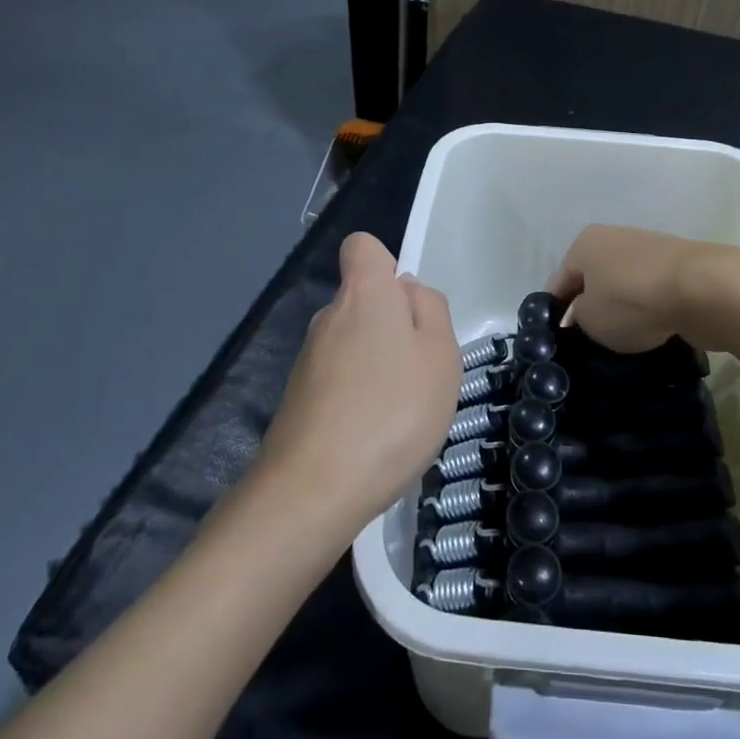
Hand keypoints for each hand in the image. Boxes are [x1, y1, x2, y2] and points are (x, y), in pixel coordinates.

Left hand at [260, 232, 460, 527]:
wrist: (315, 490)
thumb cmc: (393, 411)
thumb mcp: (441, 355)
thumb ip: (431, 310)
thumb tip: (408, 291)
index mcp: (363, 294)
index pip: (362, 247)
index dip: (388, 265)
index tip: (410, 305)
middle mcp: (328, 317)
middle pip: (363, 301)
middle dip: (393, 325)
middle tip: (422, 371)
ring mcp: (308, 360)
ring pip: (353, 344)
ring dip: (378, 366)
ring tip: (401, 411)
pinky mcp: (298, 400)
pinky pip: (339, 381)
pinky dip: (359, 397)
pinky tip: (375, 436)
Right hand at [549, 224, 739, 352]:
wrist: (703, 289)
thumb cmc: (632, 300)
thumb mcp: (590, 320)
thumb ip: (578, 318)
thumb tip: (584, 316)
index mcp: (585, 243)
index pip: (559, 282)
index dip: (555, 313)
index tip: (559, 342)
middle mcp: (614, 238)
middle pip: (594, 281)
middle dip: (591, 310)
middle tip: (590, 344)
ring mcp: (650, 250)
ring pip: (625, 288)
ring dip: (623, 311)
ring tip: (623, 343)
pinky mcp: (679, 267)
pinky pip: (653, 294)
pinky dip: (651, 312)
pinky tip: (653, 334)